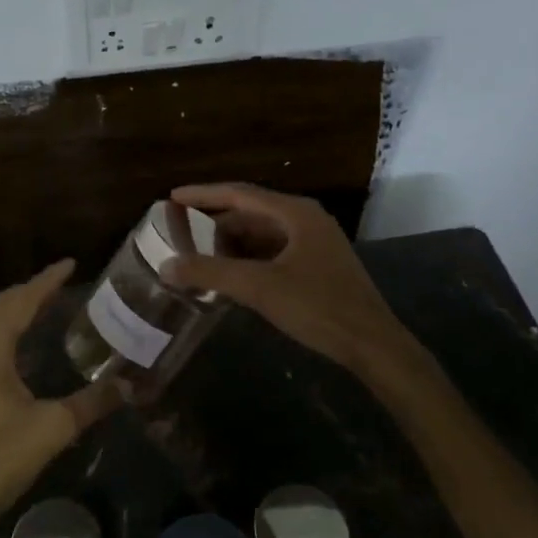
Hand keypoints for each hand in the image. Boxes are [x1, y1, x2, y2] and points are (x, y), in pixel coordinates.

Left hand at [0, 259, 118, 530]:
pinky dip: (6, 330)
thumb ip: (92, 402)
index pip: (21, 302)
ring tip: (44, 305)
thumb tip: (130, 386)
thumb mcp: (53, 428)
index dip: (46, 281)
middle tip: (59, 283)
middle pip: (0, 307)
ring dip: (15, 309)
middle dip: (29, 290)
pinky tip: (23, 346)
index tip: (69, 264)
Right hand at [163, 183, 417, 375]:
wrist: (371, 343)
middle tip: (180, 235)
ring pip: (261, 235)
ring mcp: (314, 243)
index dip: (203, 194)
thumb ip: (210, 273)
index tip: (172, 197)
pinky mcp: (316, 266)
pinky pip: (272, 253)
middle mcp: (305, 220)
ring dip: (230, 245)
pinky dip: (247, 260)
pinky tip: (229, 277)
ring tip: (198, 258)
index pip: (239, 193)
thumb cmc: (317, 306)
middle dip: (214, 225)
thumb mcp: (259, 287)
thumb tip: (166, 265)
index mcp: (295, 213)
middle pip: (250, 213)